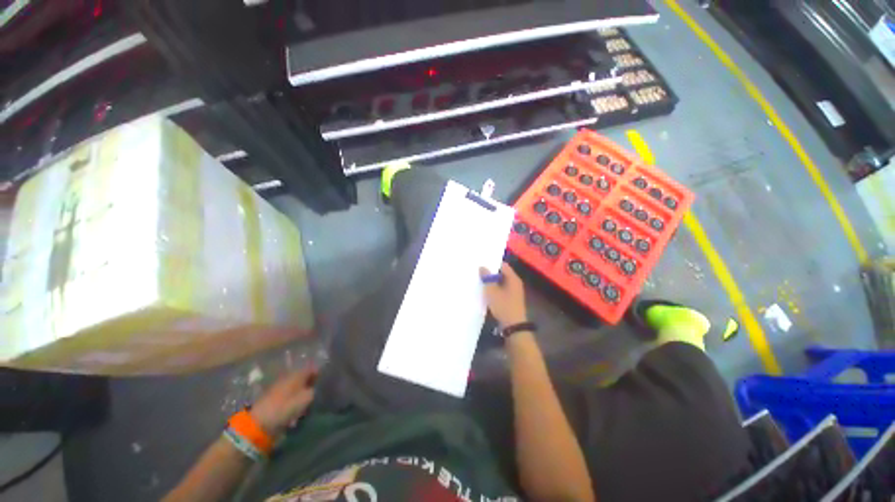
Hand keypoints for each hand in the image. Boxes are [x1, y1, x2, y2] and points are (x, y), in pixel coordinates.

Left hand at [250, 366, 317, 436]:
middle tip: (313, 396)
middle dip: (308, 385)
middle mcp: (288, 377)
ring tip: (304, 407)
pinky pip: (287, 396)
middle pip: (303, 378)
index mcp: (297, 374)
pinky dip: (292, 402)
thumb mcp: (306, 398)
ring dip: (300, 395)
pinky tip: (293, 412)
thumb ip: (313, 390)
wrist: (260, 422)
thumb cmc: (286, 407)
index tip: (322, 383)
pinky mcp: (272, 398)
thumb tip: (313, 387)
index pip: (311, 368)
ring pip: (295, 388)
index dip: (317, 374)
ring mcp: (279, 387)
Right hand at [480, 262, 527, 326]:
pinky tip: (485, 291)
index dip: (493, 263)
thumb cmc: (503, 306)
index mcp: (513, 278)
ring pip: (501, 282)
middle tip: (478, 270)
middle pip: (502, 273)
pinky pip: (501, 289)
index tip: (482, 262)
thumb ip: (487, 278)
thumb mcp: (492, 291)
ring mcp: (514, 292)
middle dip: (491, 272)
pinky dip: (494, 288)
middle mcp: (515, 283)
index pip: (503, 265)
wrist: (513, 326)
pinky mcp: (511, 299)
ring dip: (492, 281)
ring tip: (479, 279)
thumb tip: (482, 267)